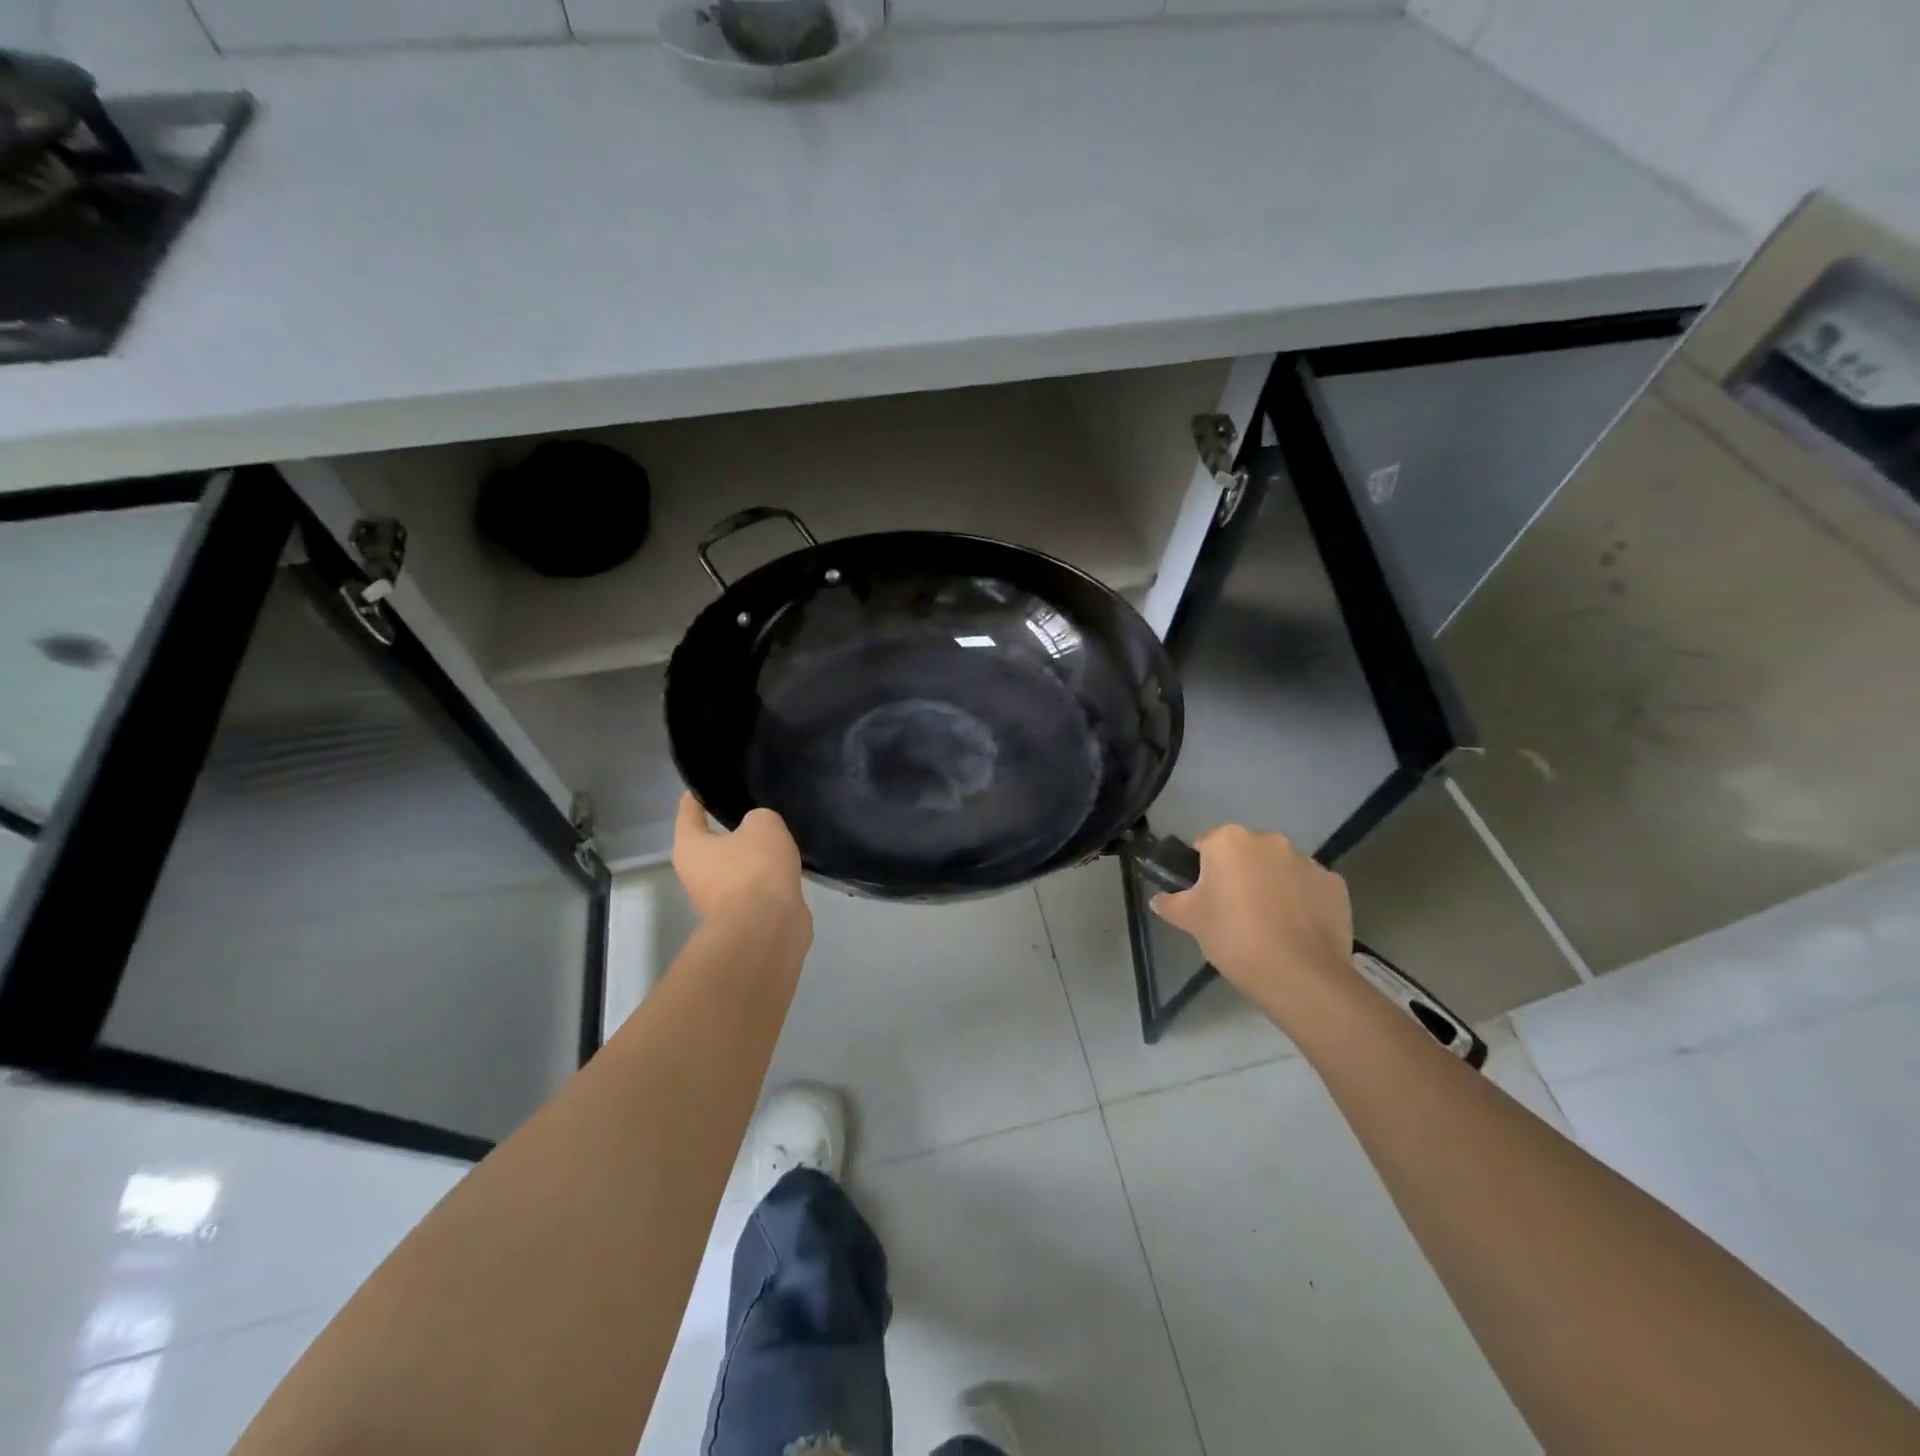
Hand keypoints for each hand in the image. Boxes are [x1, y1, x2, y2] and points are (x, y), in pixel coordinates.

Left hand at [673, 792, 808, 929]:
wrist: (768, 927)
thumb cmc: (755, 868)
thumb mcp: (763, 824)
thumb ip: (759, 818)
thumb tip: (759, 831)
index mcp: (690, 847)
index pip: (689, 811)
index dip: (698, 795)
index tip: (708, 784)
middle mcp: (696, 875)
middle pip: (712, 843)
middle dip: (732, 829)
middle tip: (757, 810)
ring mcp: (718, 900)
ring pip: (736, 867)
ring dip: (754, 857)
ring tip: (780, 838)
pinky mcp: (743, 917)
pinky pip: (755, 887)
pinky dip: (768, 879)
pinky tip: (788, 867)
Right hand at [1150, 825, 1352, 1011]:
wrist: (1298, 974)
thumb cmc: (1233, 937)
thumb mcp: (1189, 920)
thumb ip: (1170, 903)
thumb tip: (1158, 899)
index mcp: (1229, 841)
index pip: (1208, 845)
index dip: (1203, 871)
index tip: (1206, 898)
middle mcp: (1270, 841)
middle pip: (1247, 853)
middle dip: (1241, 874)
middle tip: (1234, 912)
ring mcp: (1307, 861)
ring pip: (1280, 869)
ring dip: (1273, 885)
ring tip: (1269, 925)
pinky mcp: (1335, 884)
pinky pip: (1309, 887)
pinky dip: (1302, 901)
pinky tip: (1296, 930)